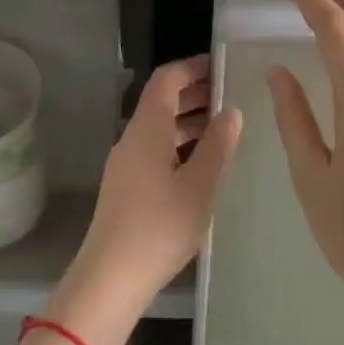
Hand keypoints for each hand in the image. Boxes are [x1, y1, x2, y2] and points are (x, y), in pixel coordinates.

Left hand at [52, 56, 243, 344]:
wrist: (111, 278)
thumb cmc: (160, 226)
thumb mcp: (200, 185)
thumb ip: (218, 145)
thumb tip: (232, 111)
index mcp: (147, 129)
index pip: (167, 79)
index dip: (193, 68)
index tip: (222, 66)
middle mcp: (132, 139)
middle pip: (161, 101)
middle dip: (195, 93)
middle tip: (231, 95)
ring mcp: (126, 164)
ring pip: (159, 128)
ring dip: (189, 121)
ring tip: (224, 128)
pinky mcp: (126, 187)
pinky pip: (155, 150)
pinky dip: (179, 145)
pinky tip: (202, 163)